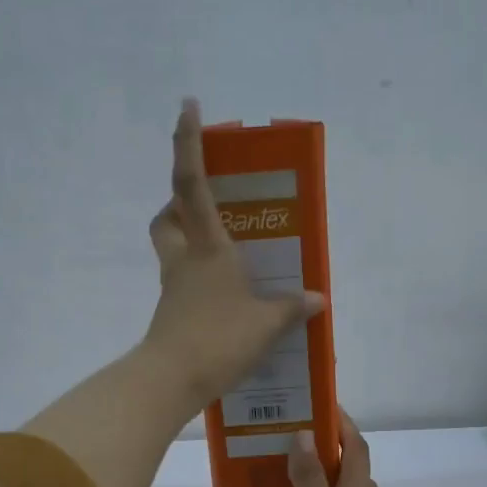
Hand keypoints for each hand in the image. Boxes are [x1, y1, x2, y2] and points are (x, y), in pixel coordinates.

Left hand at [141, 98, 324, 408]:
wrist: (171, 381)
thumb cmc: (219, 339)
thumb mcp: (267, 323)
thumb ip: (292, 307)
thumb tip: (318, 298)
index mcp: (208, 246)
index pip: (192, 182)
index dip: (188, 142)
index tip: (188, 106)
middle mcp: (185, 258)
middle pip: (168, 215)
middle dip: (180, 202)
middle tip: (210, 205)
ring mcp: (174, 287)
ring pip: (172, 247)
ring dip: (190, 239)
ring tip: (228, 253)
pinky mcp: (172, 314)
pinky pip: (184, 282)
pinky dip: (201, 280)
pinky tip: (228, 298)